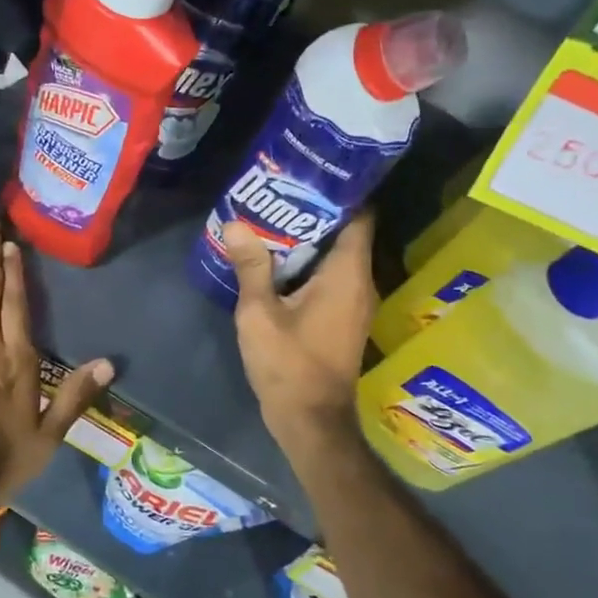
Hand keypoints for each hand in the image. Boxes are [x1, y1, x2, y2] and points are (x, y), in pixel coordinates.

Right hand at [223, 212, 376, 461]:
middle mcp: (360, 283)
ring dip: (308, 240)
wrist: (310, 421)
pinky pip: (331, 278)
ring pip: (336, 257)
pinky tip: (275, 261)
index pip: (359, 217)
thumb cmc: (289, 365)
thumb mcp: (260, 314)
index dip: (339, 192)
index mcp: (347, 275)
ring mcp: (355, 303)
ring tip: (270, 220)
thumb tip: (236, 224)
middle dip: (313, 213)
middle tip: (277, 193)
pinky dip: (309, 265)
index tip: (308, 176)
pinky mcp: (343, 318)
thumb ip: (251, 267)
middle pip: (345, 233)